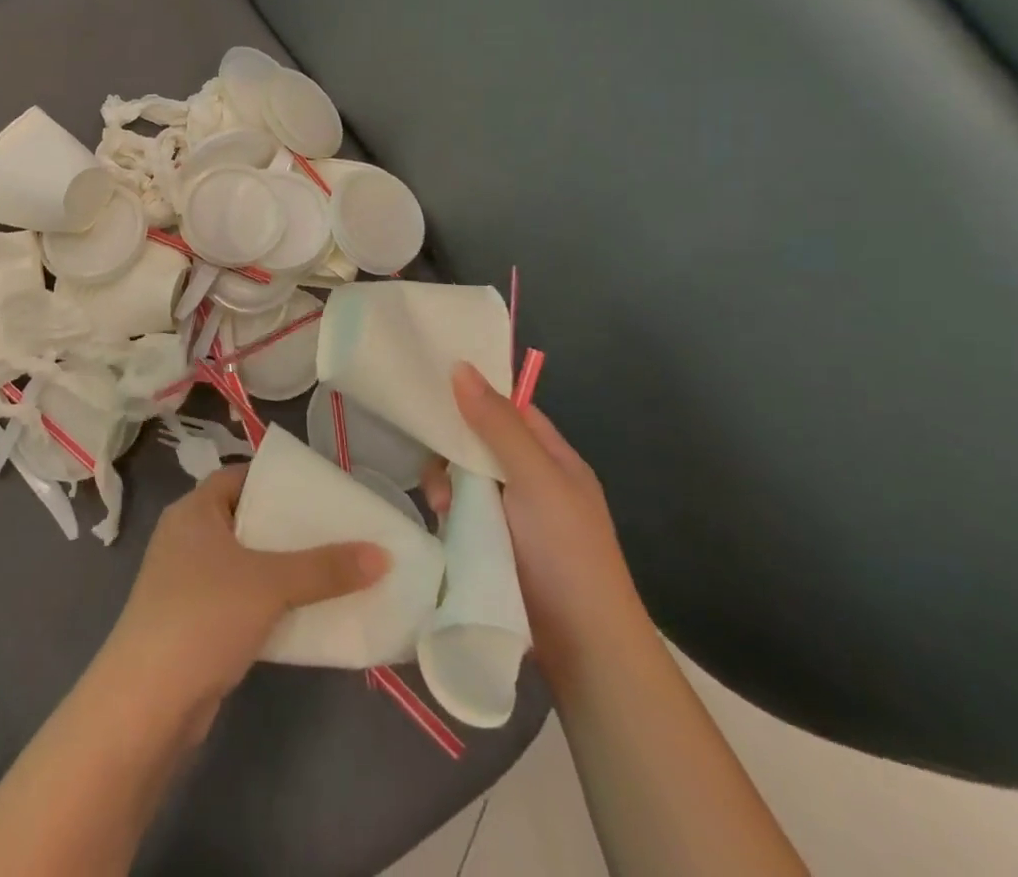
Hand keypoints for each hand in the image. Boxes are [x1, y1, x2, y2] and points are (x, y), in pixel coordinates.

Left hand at [100, 465, 388, 730]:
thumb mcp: (269, 584)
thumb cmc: (203, 616)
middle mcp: (186, 537)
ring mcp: (186, 582)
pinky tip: (302, 616)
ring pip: (243, 563)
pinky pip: (239, 599)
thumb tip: (382, 554)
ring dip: (281, 569)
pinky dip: (267, 603)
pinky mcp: (192, 623)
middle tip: (334, 532)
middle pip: (245, 519)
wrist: (147, 703)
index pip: (239, 477)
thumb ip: (324, 568)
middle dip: (287, 528)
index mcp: (194, 510)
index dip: (276, 481)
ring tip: (329, 572)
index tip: (318, 492)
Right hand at [422, 363, 648, 675]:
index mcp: (553, 459)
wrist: (585, 650)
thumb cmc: (568, 553)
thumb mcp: (535, 479)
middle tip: (440, 470)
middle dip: (455, 450)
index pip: (510, 410)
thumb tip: (460, 366)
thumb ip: (497, 425)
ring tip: (441, 508)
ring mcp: (513, 518)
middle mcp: (533, 482)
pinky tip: (440, 524)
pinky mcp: (493, 548)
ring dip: (448, 486)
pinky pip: (460, 514)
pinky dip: (448, 514)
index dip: (475, 395)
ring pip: (465, 480)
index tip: (432, 386)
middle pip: (480, 444)